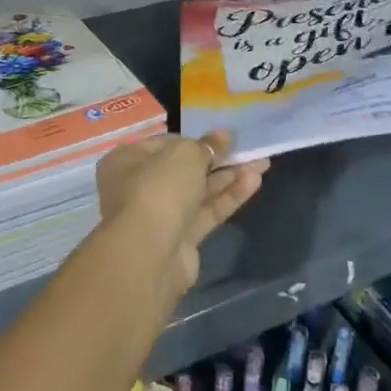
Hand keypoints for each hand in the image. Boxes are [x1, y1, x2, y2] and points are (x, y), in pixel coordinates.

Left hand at [95, 132, 267, 290]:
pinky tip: (254, 182)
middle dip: (218, 159)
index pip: (165, 144)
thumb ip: (207, 145)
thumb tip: (224, 136)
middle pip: (184, 169)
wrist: (148, 254)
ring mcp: (161, 215)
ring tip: (262, 164)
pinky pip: (207, 212)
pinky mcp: (181, 239)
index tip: (223, 137)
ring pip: (199, 191)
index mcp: (127, 161)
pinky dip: (229, 198)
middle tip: (248, 150)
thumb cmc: (158, 189)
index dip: (195, 139)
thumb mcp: (184, 155)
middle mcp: (140, 187)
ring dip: (229, 177)